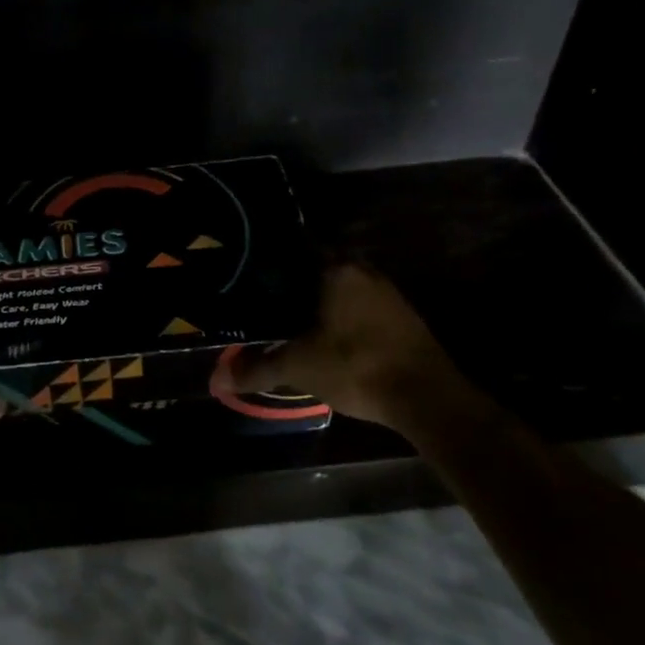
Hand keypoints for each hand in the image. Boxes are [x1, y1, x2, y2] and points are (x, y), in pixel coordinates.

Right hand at [230, 263, 475, 430]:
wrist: (427, 398)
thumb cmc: (356, 366)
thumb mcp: (298, 367)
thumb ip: (257, 368)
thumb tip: (216, 379)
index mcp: (336, 269)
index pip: (299, 246)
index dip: (275, 256)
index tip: (254, 267)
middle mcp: (364, 271)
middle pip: (321, 265)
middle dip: (297, 279)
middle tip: (268, 294)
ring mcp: (388, 294)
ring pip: (344, 286)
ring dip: (322, 297)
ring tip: (292, 315)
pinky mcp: (404, 318)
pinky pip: (362, 305)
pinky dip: (343, 314)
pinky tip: (327, 334)